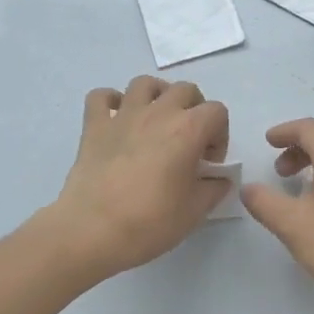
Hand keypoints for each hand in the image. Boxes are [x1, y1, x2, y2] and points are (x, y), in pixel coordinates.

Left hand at [44, 77, 230, 279]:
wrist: (93, 230)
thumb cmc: (150, 222)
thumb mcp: (195, 211)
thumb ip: (213, 188)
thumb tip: (218, 179)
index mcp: (188, 130)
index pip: (217, 112)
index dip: (219, 135)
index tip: (208, 163)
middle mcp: (158, 112)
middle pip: (185, 90)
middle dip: (193, 110)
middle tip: (187, 142)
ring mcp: (123, 115)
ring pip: (145, 84)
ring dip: (156, 96)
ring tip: (155, 122)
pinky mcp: (94, 125)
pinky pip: (101, 96)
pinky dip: (111, 102)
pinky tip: (116, 120)